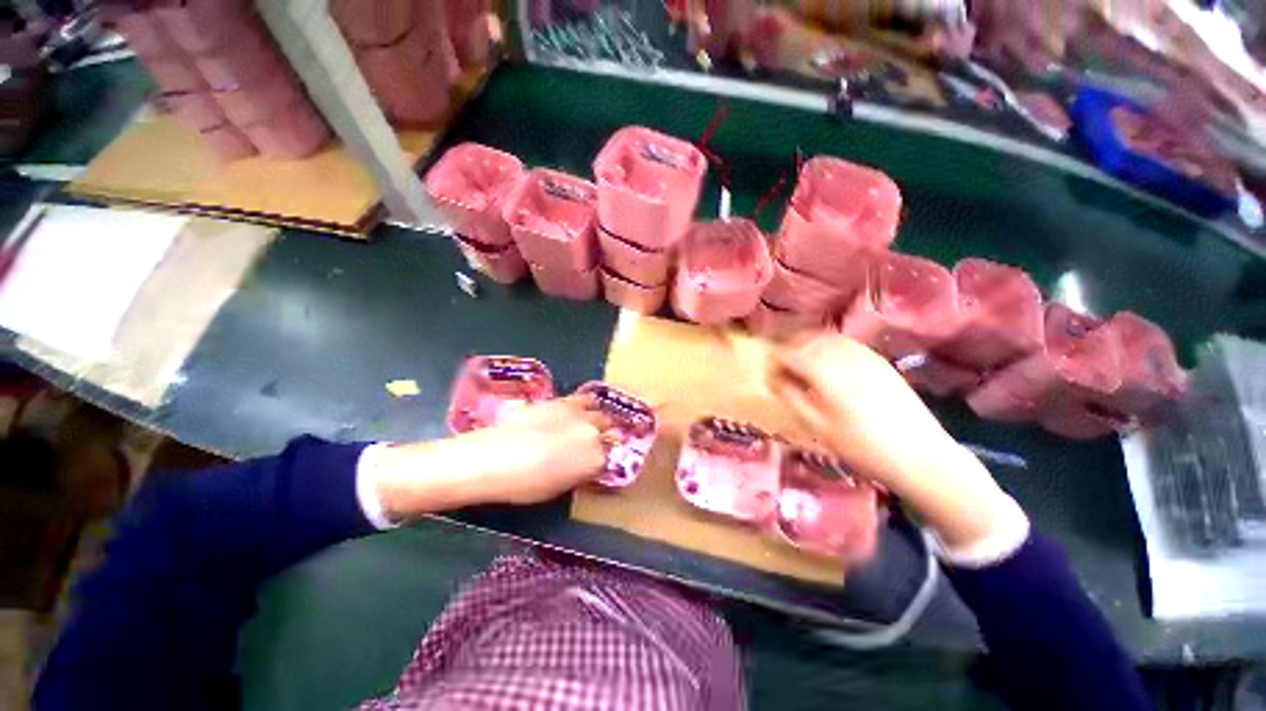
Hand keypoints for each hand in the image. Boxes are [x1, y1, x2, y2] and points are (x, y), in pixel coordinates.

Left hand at [467, 395, 614, 504]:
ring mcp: (580, 415)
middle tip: (593, 444)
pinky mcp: (564, 400)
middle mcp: (594, 434)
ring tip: (588, 425)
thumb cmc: (524, 484)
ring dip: (597, 420)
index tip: (595, 462)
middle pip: (609, 431)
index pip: (610, 457)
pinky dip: (586, 405)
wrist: (494, 458)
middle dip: (603, 437)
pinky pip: (585, 399)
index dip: (602, 460)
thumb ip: (579, 473)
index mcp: (595, 460)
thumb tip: (584, 466)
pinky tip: (578, 410)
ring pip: (601, 413)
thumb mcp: (558, 488)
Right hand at [767, 335, 1018, 548]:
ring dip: (808, 344)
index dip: (774, 358)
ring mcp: (865, 356)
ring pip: (827, 338)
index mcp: (825, 372)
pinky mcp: (879, 361)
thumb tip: (773, 378)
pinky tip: (827, 363)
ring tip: (800, 361)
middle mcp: (844, 356)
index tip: (766, 368)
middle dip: (789, 346)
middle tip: (779, 362)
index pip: (790, 353)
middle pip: (808, 339)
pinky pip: (846, 344)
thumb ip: (792, 397)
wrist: (920, 455)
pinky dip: (829, 347)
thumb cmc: (862, 446)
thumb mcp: (818, 427)